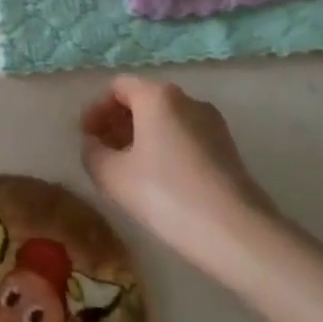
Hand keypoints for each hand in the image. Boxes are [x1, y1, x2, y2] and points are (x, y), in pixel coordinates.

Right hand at [80, 75, 279, 281]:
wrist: (237, 234)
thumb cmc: (166, 195)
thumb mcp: (112, 175)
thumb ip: (93, 153)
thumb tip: (94, 146)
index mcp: (158, 96)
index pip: (118, 87)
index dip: (95, 109)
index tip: (85, 136)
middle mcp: (187, 100)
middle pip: (144, 100)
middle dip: (118, 122)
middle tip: (102, 151)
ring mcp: (213, 123)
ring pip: (166, 119)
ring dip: (141, 137)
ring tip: (127, 169)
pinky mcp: (228, 149)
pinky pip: (185, 137)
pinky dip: (165, 148)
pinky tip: (158, 181)